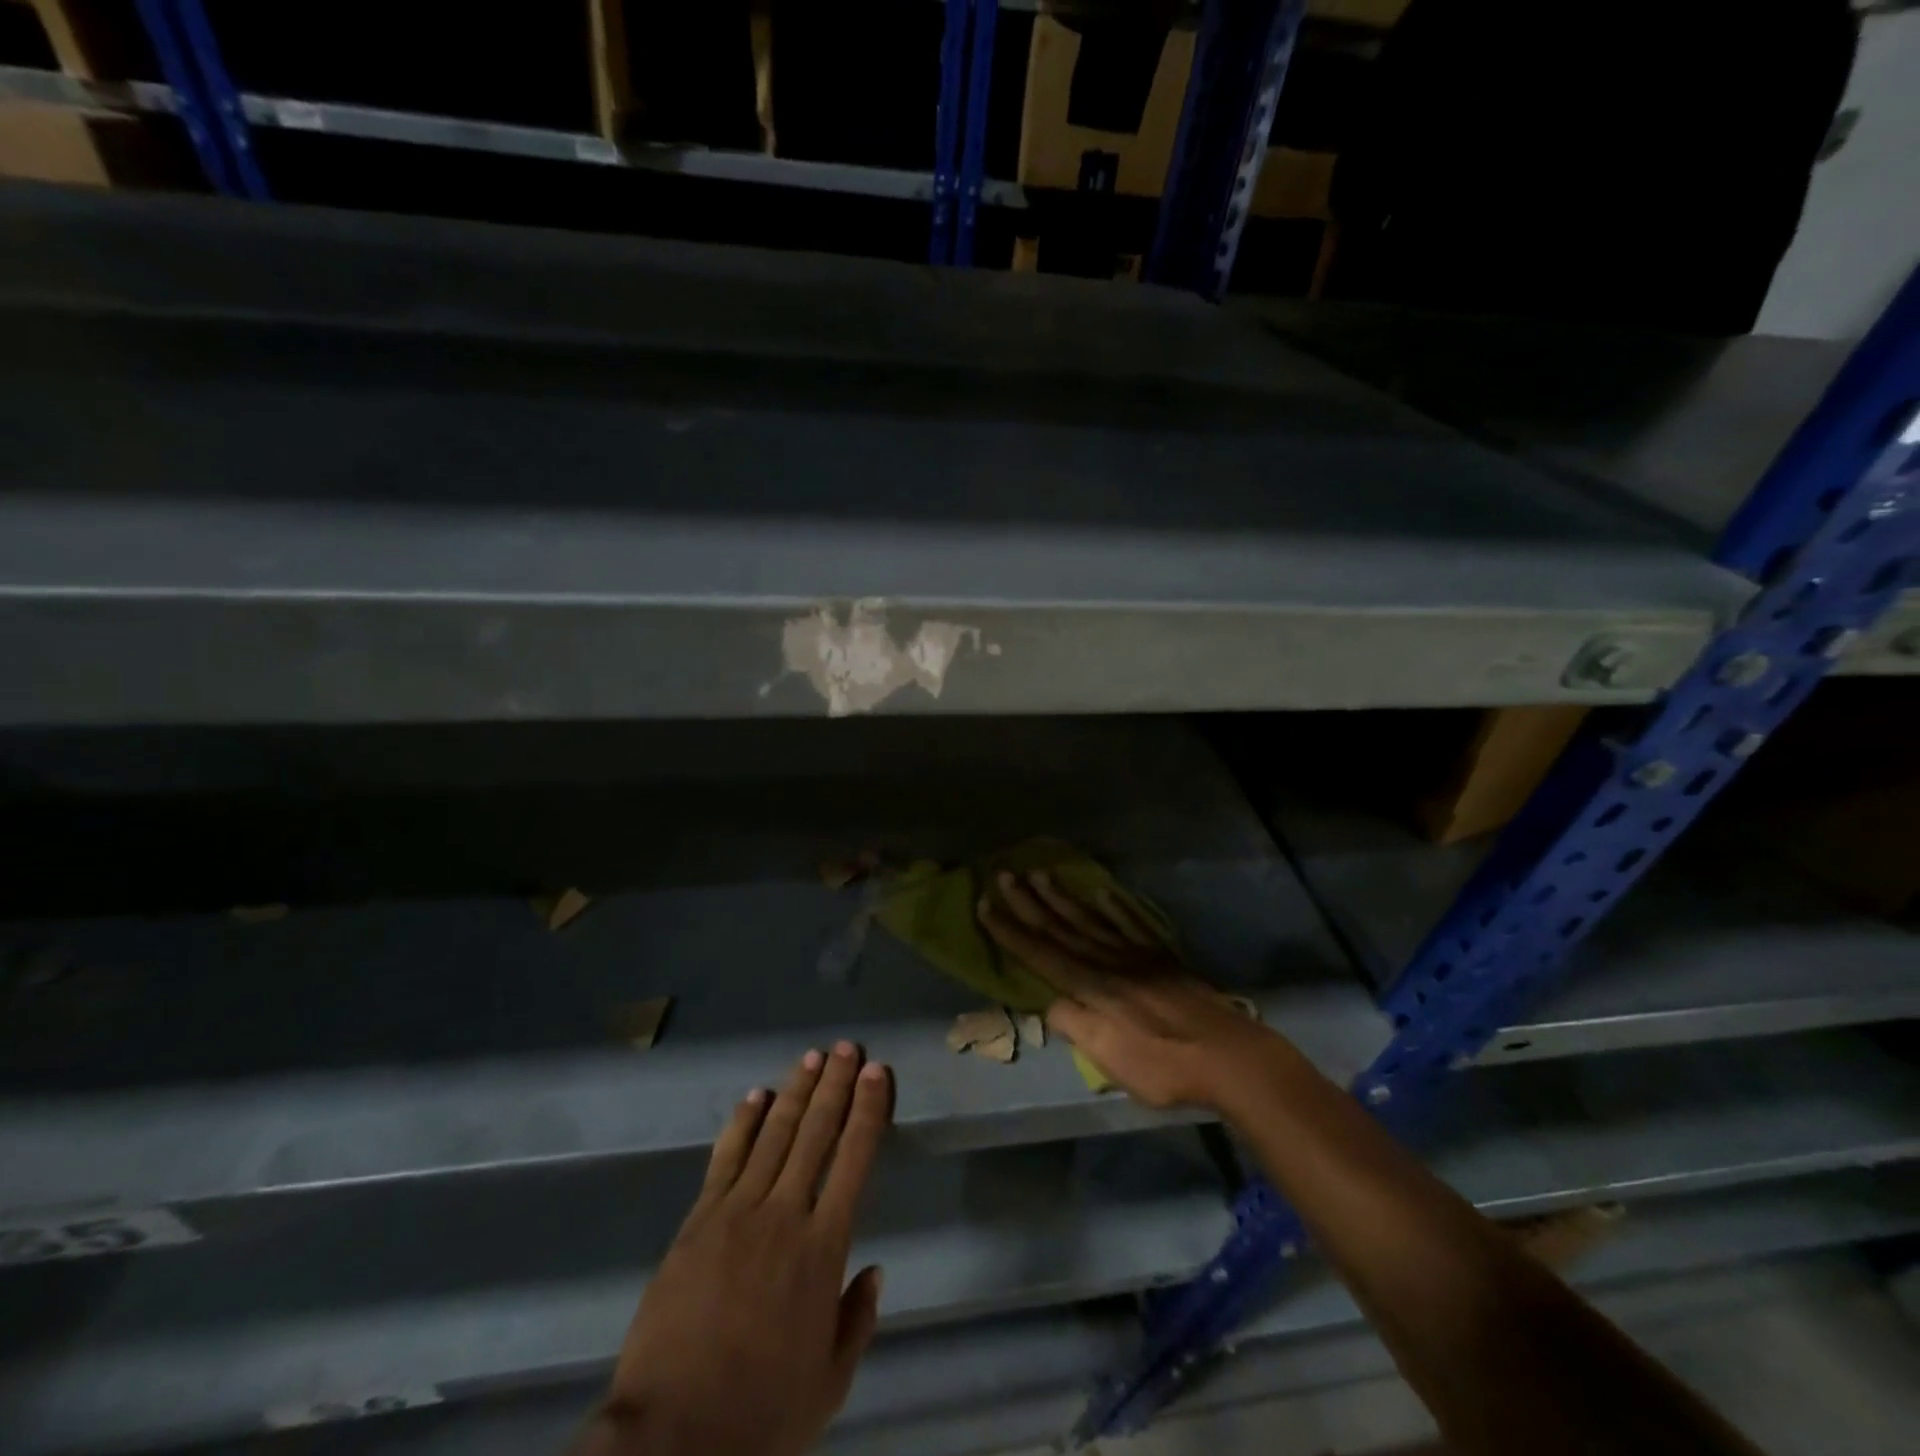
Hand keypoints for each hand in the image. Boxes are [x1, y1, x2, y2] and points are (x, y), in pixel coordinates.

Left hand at [590, 1043, 892, 1455]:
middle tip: (850, 1047)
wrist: (671, 1439)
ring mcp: (737, 1212)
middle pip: (816, 1133)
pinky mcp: (698, 1221)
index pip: (855, 1160)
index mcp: (824, 1248)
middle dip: (836, 1085)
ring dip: (796, 1091)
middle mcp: (785, 1215)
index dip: (868, 1111)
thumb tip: (875, 1270)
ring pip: (774, 1134)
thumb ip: (856, 1322)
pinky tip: (755, 1096)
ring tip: (813, 1056)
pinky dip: (743, 1123)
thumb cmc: (761, 1414)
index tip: (878, 1074)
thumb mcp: (828, 1384)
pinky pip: (725, 1159)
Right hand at [978, 870, 1282, 1110]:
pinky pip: (1130, 922)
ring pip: (1090, 919)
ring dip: (1062, 897)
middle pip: (1061, 928)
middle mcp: (1108, 961)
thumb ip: (1075, 1026)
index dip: (1011, 931)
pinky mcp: (1161, 956)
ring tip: (1041, 874)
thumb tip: (1047, 1001)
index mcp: (1090, 987)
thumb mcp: (1110, 1059)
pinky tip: (1101, 891)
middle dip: (1029, 902)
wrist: (1229, 1056)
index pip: (1041, 953)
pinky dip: (1113, 905)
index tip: (986, 905)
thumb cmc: (1164, 1065)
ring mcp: (1136, 955)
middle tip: (1004, 874)